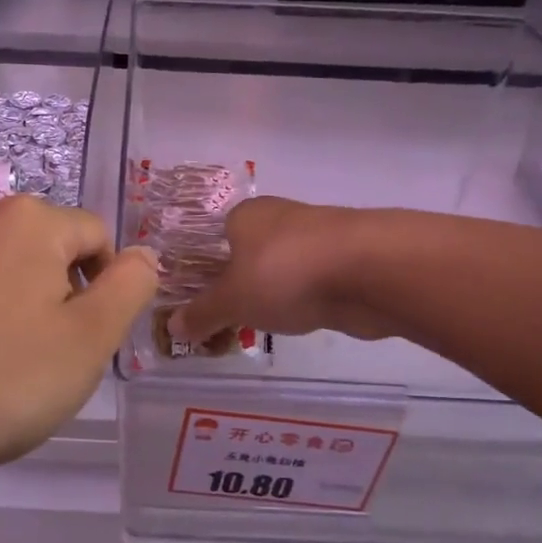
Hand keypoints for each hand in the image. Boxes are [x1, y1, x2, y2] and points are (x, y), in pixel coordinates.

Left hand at [0, 196, 157, 484]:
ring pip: (12, 267)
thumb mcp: (89, 338)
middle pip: (52, 247)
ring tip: (15, 362)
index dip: (108, 286)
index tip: (90, 338)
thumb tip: (145, 254)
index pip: (97, 236)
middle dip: (66, 293)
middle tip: (56, 354)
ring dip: (28, 305)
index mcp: (30, 219)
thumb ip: (129, 287)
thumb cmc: (5, 379)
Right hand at [170, 197, 393, 346]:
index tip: (200, 300)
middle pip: (250, 252)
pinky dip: (303, 299)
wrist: (369, 271)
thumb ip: (203, 314)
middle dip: (240, 283)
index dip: (205, 268)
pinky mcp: (346, 261)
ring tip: (260, 325)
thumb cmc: (285, 273)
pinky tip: (299, 320)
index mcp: (245, 216)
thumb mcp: (232, 300)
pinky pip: (312, 283)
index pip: (216, 237)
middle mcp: (280, 218)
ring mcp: (317, 238)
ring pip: (283, 268)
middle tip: (226, 319)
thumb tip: (172, 326)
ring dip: (274, 292)